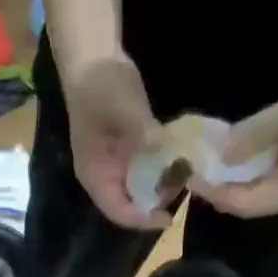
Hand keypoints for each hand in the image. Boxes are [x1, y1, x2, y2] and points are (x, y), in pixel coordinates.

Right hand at [61, 52, 170, 229]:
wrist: (93, 57)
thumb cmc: (100, 86)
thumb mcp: (122, 107)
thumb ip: (142, 131)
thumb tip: (163, 149)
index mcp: (95, 176)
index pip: (118, 212)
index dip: (143, 219)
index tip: (169, 217)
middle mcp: (103, 177)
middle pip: (130, 205)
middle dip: (155, 204)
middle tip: (182, 190)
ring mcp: (114, 165)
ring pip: (138, 190)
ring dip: (160, 187)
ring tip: (184, 176)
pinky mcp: (125, 152)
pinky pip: (144, 172)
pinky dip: (160, 171)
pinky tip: (177, 162)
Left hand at [194, 71, 277, 219]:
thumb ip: (256, 135)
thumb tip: (220, 154)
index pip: (245, 204)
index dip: (216, 193)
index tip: (192, 178)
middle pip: (244, 201)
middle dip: (216, 188)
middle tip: (189, 171)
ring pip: (248, 188)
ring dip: (224, 178)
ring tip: (199, 164)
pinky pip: (255, 174)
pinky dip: (236, 166)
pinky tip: (221, 152)